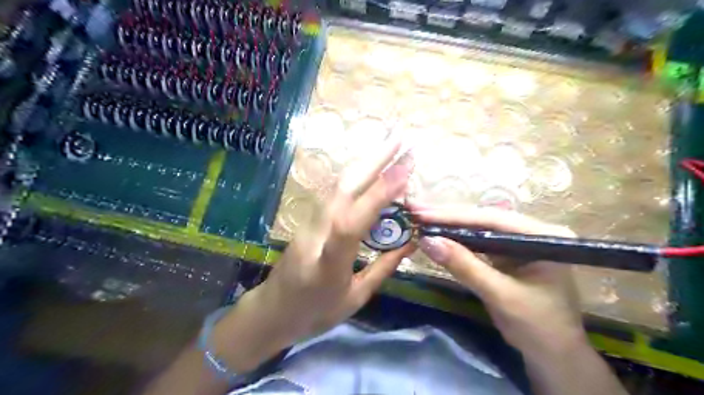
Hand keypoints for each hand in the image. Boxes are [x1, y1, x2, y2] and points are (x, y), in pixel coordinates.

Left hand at [257, 136, 413, 342]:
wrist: (271, 311)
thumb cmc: (314, 313)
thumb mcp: (355, 298)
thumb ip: (384, 267)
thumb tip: (412, 242)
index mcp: (328, 264)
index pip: (352, 222)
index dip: (378, 194)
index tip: (405, 170)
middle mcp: (316, 234)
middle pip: (344, 188)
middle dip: (375, 160)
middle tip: (402, 138)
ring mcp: (309, 222)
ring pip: (339, 184)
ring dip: (366, 162)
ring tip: (391, 146)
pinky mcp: (309, 218)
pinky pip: (336, 192)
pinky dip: (357, 175)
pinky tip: (371, 168)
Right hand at [414, 207, 583, 357]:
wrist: (552, 354)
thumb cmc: (536, 326)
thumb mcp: (499, 295)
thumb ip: (464, 265)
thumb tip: (427, 240)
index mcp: (542, 235)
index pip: (491, 219)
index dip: (453, 216)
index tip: (421, 213)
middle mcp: (532, 230)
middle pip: (483, 218)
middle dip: (447, 216)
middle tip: (415, 209)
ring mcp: (519, 240)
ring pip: (478, 226)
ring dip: (449, 224)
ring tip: (421, 216)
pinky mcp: (507, 251)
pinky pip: (478, 240)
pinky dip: (456, 238)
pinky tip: (438, 232)